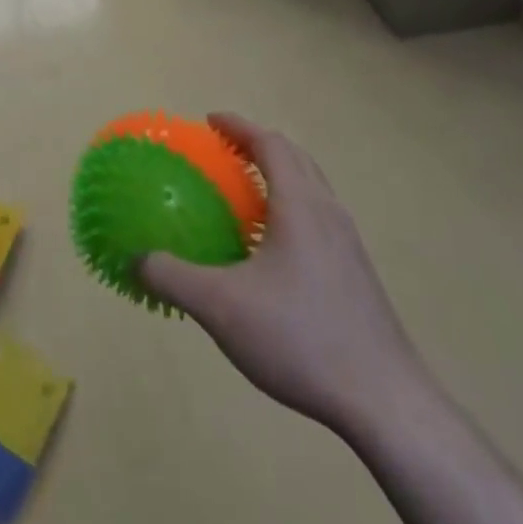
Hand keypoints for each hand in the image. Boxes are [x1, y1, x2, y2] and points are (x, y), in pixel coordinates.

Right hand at [140, 114, 429, 440]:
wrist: (386, 402)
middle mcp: (328, 213)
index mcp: (300, 205)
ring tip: (244, 196)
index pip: (270, 143)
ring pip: (312, 189)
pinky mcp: (357, 275)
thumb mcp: (221, 307)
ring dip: (278, 176)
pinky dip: (291, 209)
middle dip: (259, 145)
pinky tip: (271, 251)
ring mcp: (349, 245)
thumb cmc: (300, 337)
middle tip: (224, 151)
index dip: (238, 125)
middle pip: (295, 158)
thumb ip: (173, 277)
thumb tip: (136, 258)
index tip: (210, 120)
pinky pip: (319, 219)